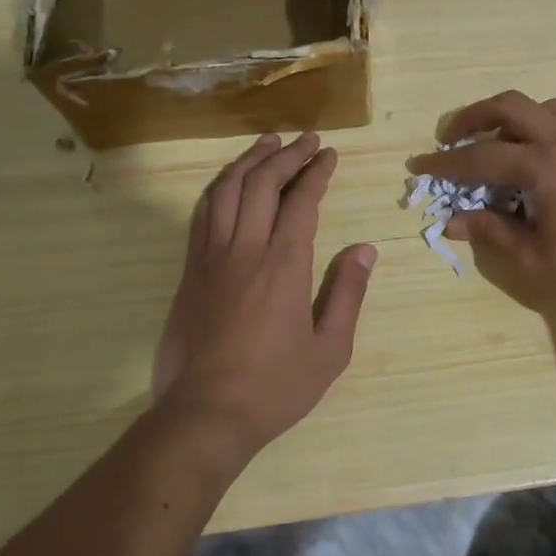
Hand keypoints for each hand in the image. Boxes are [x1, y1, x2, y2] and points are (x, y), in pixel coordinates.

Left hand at [152, 133, 376, 455]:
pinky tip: (230, 182)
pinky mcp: (190, 272)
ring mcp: (210, 258)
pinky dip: (220, 188)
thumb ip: (347, 294)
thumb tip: (365, 249)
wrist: (205, 414)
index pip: (301, 201)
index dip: (316, 172)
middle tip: (306, 140)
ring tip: (267, 143)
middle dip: (286, 155)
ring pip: (226, 191)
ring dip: (249, 161)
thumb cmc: (275, 387)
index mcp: (284, 266)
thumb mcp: (330, 349)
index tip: (329, 154)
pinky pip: (203, 214)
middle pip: (261, 184)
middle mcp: (244, 250)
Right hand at [408, 92, 555, 327]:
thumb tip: (452, 221)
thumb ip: (490, 232)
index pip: (481, 157)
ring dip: (509, 117)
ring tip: (490, 145)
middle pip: (510, 106)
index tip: (418, 166)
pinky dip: (536, 127)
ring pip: (540, 107)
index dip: (445, 164)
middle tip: (450, 140)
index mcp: (544, 167)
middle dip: (473, 117)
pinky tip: (528, 160)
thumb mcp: (532, 260)